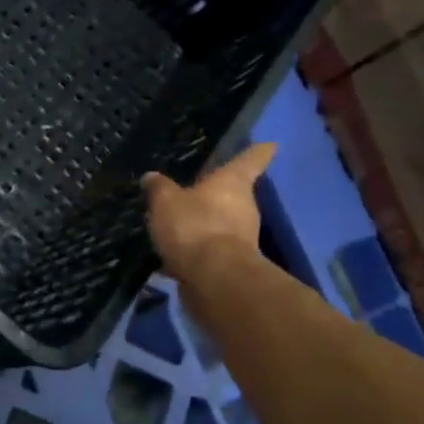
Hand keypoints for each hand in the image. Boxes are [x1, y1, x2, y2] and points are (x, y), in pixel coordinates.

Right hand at [142, 143, 274, 282]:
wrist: (214, 279)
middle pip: (234, 194)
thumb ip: (158, 188)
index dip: (258, 151)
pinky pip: (211, 249)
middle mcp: (244, 207)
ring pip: (222, 223)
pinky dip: (197, 249)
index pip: (250, 160)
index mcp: (233, 183)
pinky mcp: (232, 264)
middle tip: (195, 191)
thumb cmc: (194, 226)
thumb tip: (151, 177)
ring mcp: (242, 237)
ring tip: (177, 224)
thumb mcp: (165, 201)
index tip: (271, 144)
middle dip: (217, 194)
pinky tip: (174, 253)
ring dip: (205, 224)